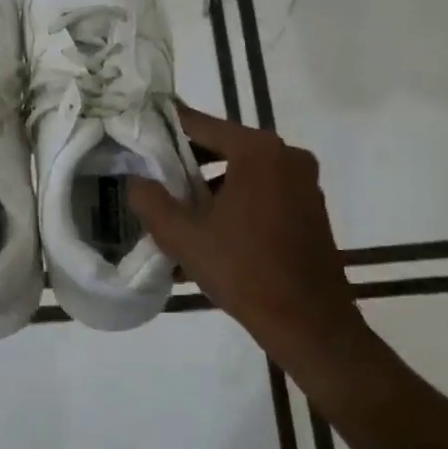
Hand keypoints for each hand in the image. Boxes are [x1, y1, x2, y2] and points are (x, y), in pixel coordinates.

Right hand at [128, 105, 356, 343]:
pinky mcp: (312, 208)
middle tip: (154, 179)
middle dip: (188, 165)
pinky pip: (264, 192)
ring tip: (179, 213)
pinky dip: (237, 203)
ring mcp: (304, 183)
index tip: (140, 134)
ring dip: (211, 188)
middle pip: (224, 147)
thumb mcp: (183, 235)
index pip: (200, 125)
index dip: (166, 130)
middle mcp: (286, 155)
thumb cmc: (243, 270)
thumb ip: (150, 200)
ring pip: (244, 173)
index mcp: (258, 150)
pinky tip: (212, 233)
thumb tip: (135, 180)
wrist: (309, 323)